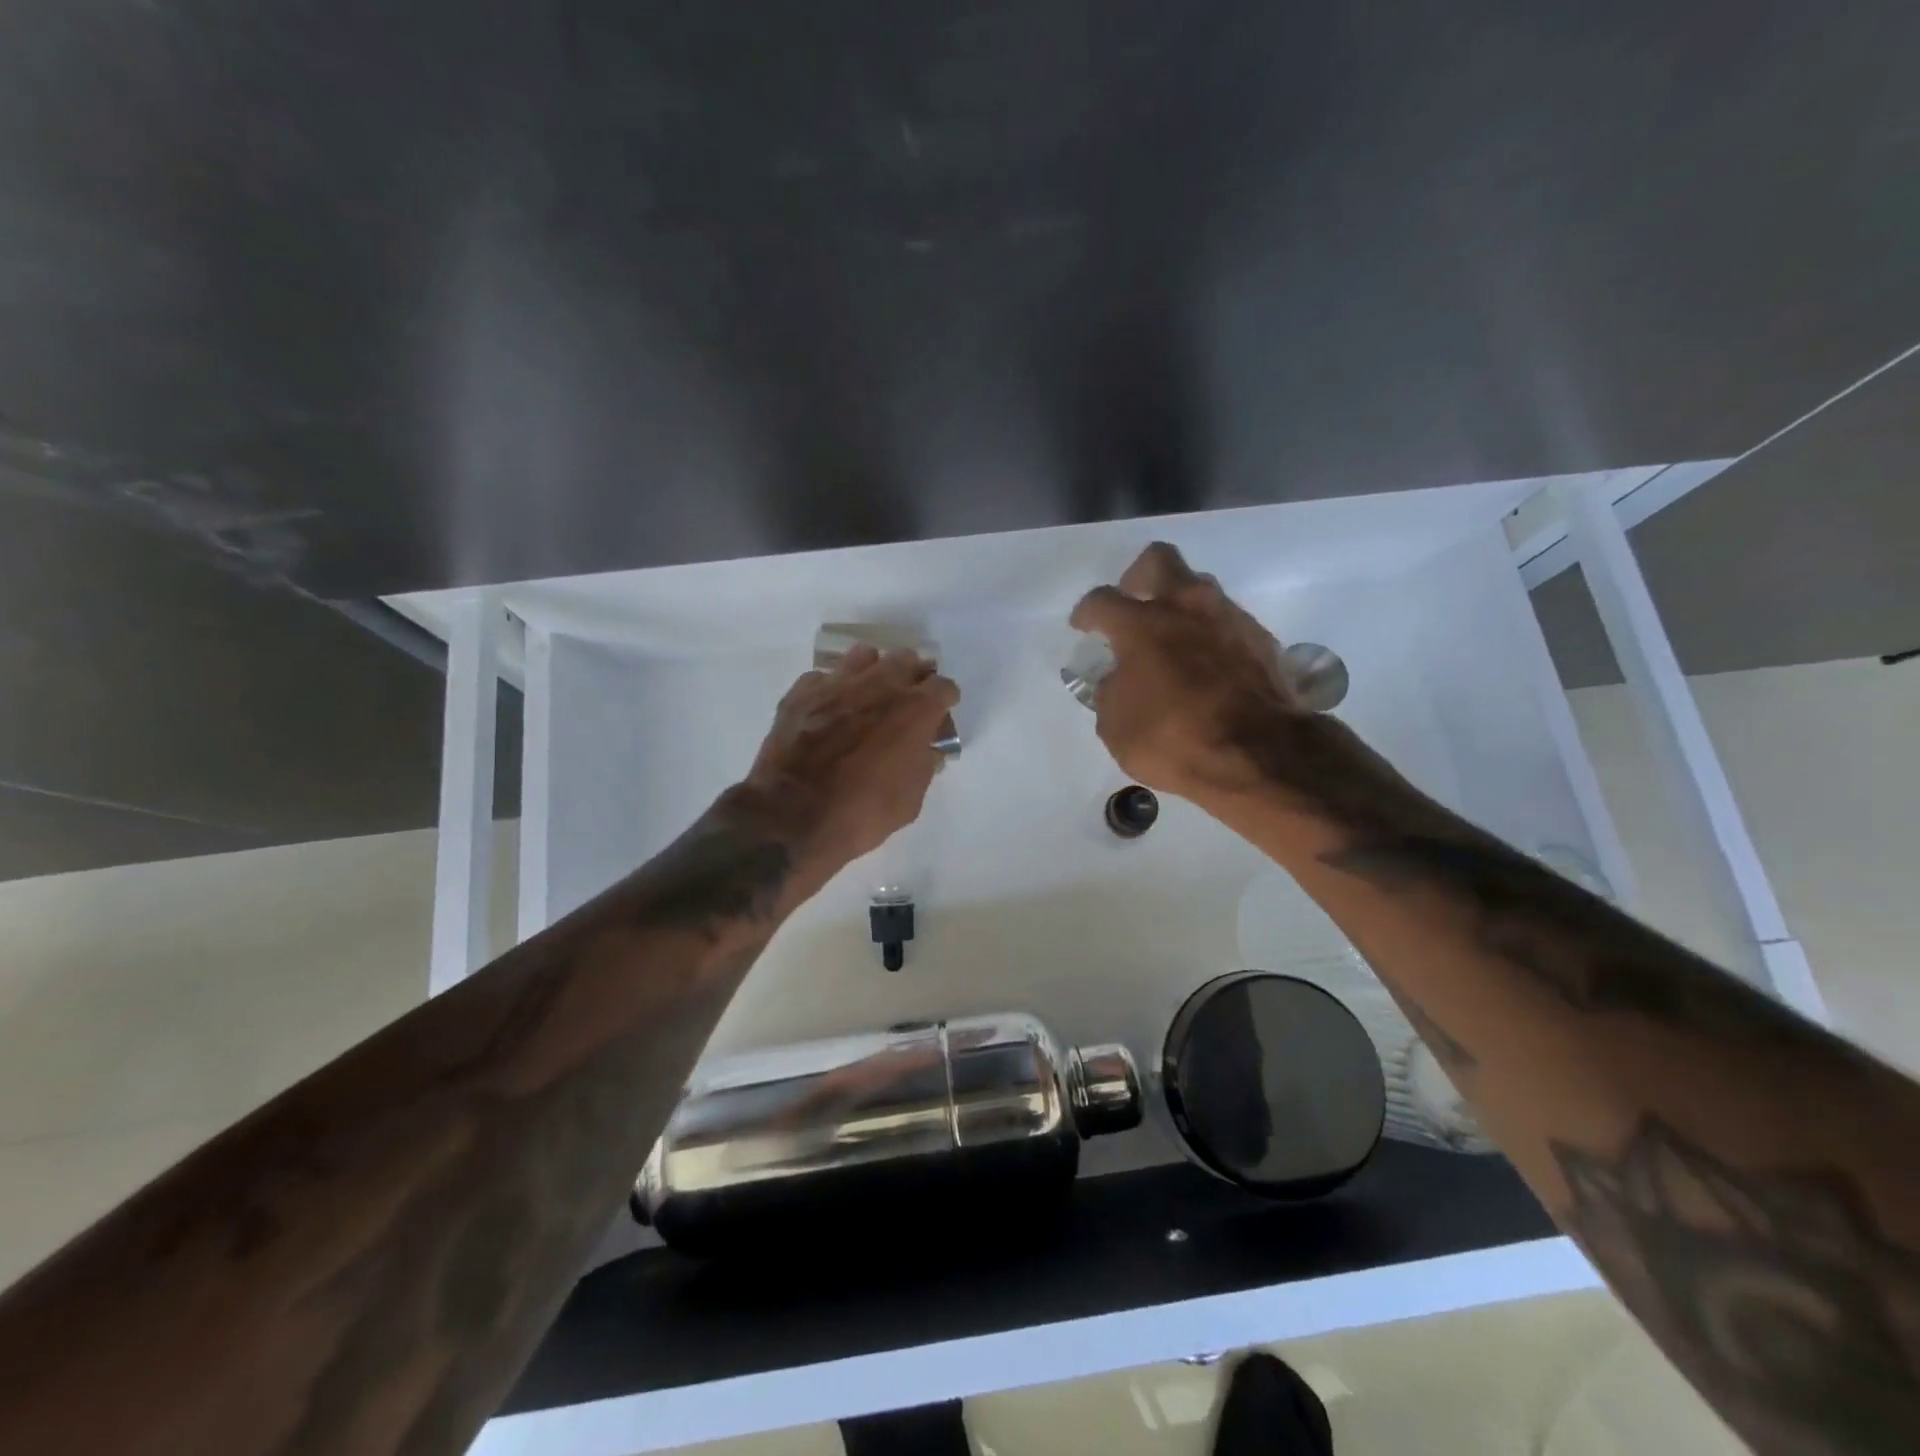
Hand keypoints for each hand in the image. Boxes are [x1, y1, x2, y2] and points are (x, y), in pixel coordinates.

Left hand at [740, 644, 960, 874]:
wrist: (793, 816)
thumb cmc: (862, 812)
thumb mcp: (911, 799)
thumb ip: (924, 765)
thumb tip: (926, 750)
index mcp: (915, 709)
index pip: (944, 687)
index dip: (944, 702)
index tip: (939, 716)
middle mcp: (880, 684)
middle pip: (907, 660)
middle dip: (912, 677)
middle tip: (907, 701)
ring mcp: (837, 683)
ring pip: (865, 656)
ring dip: (873, 672)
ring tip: (868, 695)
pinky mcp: (802, 691)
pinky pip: (825, 677)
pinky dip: (832, 689)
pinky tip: (829, 710)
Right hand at [1071, 542, 1304, 805]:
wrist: (1259, 754)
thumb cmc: (1174, 740)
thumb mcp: (1116, 727)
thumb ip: (1111, 692)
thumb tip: (1119, 679)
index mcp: (1141, 625)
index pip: (1102, 600)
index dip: (1086, 612)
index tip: (1083, 626)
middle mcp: (1186, 608)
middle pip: (1159, 560)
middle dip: (1139, 576)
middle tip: (1132, 600)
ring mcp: (1229, 618)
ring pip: (1200, 587)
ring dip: (1180, 603)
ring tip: (1171, 635)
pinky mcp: (1262, 639)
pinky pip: (1228, 621)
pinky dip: (1211, 633)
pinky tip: (1206, 663)